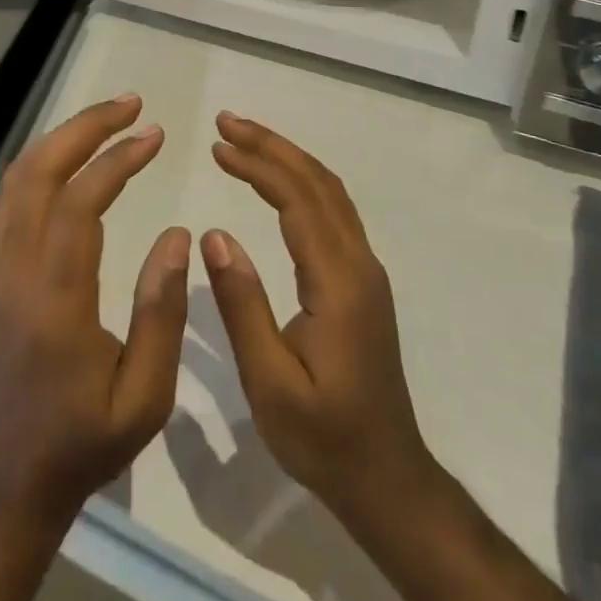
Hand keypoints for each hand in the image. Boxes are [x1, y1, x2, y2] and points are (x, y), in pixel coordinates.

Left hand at [0, 95, 190, 531]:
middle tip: (130, 104)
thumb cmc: (82, 446)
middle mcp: (15, 274)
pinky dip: (40, 165)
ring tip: (106, 121)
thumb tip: (175, 233)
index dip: (117, 159)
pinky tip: (71, 160)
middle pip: (37, 174)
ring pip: (16, 182)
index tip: (155, 135)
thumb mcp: (144, 398)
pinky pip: (9, 202)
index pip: (80, 203)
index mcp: (55, 303)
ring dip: (60, 140)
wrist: (5, 485)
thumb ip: (162, 311)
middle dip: (84, 128)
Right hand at [201, 111, 435, 525]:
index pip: (297, 201)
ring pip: (330, 193)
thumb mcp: (270, 382)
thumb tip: (214, 234)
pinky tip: (277, 184)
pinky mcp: (362, 282)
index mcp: (337, 283)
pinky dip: (301, 183)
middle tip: (226, 123)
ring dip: (288, 159)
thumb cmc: (323, 437)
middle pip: (318, 183)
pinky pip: (333, 212)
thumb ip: (243, 305)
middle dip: (272, 146)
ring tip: (244, 141)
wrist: (386, 477)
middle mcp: (358, 264)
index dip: (257, 165)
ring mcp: (365, 271)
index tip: (217, 144)